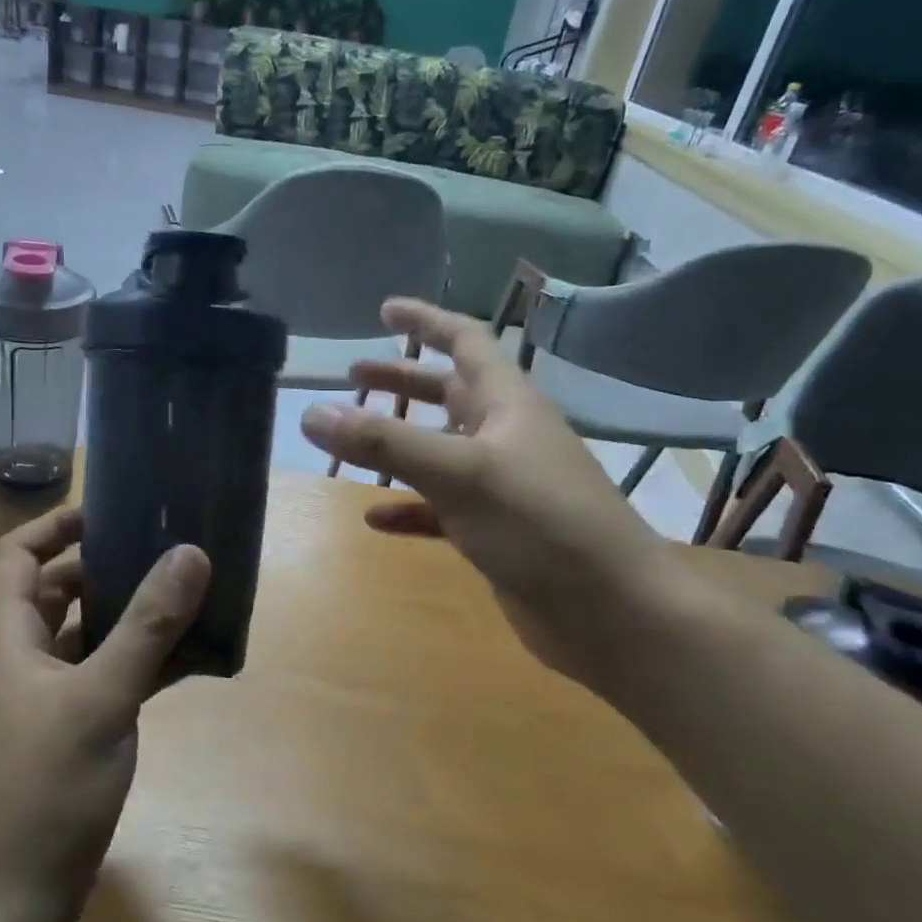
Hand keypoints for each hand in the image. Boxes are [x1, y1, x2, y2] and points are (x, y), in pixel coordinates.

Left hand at [0, 507, 210, 921]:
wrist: (1, 912)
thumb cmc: (39, 793)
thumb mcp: (99, 700)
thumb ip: (147, 627)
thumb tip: (191, 552)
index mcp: (7, 639)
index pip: (19, 556)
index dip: (58, 525)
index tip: (113, 510)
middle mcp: (20, 661)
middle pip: (58, 592)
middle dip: (108, 567)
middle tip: (166, 549)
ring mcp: (44, 703)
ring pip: (88, 638)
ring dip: (131, 617)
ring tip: (189, 595)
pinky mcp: (67, 738)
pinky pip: (106, 680)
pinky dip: (140, 664)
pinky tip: (189, 661)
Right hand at [301, 298, 675, 672]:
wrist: (610, 612)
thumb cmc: (541, 525)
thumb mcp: (459, 473)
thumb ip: (384, 442)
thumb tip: (311, 412)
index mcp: (507, 403)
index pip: (465, 341)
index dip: (426, 321)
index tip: (385, 309)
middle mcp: (505, 436)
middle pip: (448, 392)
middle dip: (403, 381)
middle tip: (354, 375)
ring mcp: (501, 486)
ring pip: (440, 450)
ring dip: (398, 441)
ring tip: (351, 436)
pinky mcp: (494, 531)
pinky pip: (439, 508)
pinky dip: (407, 506)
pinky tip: (375, 518)